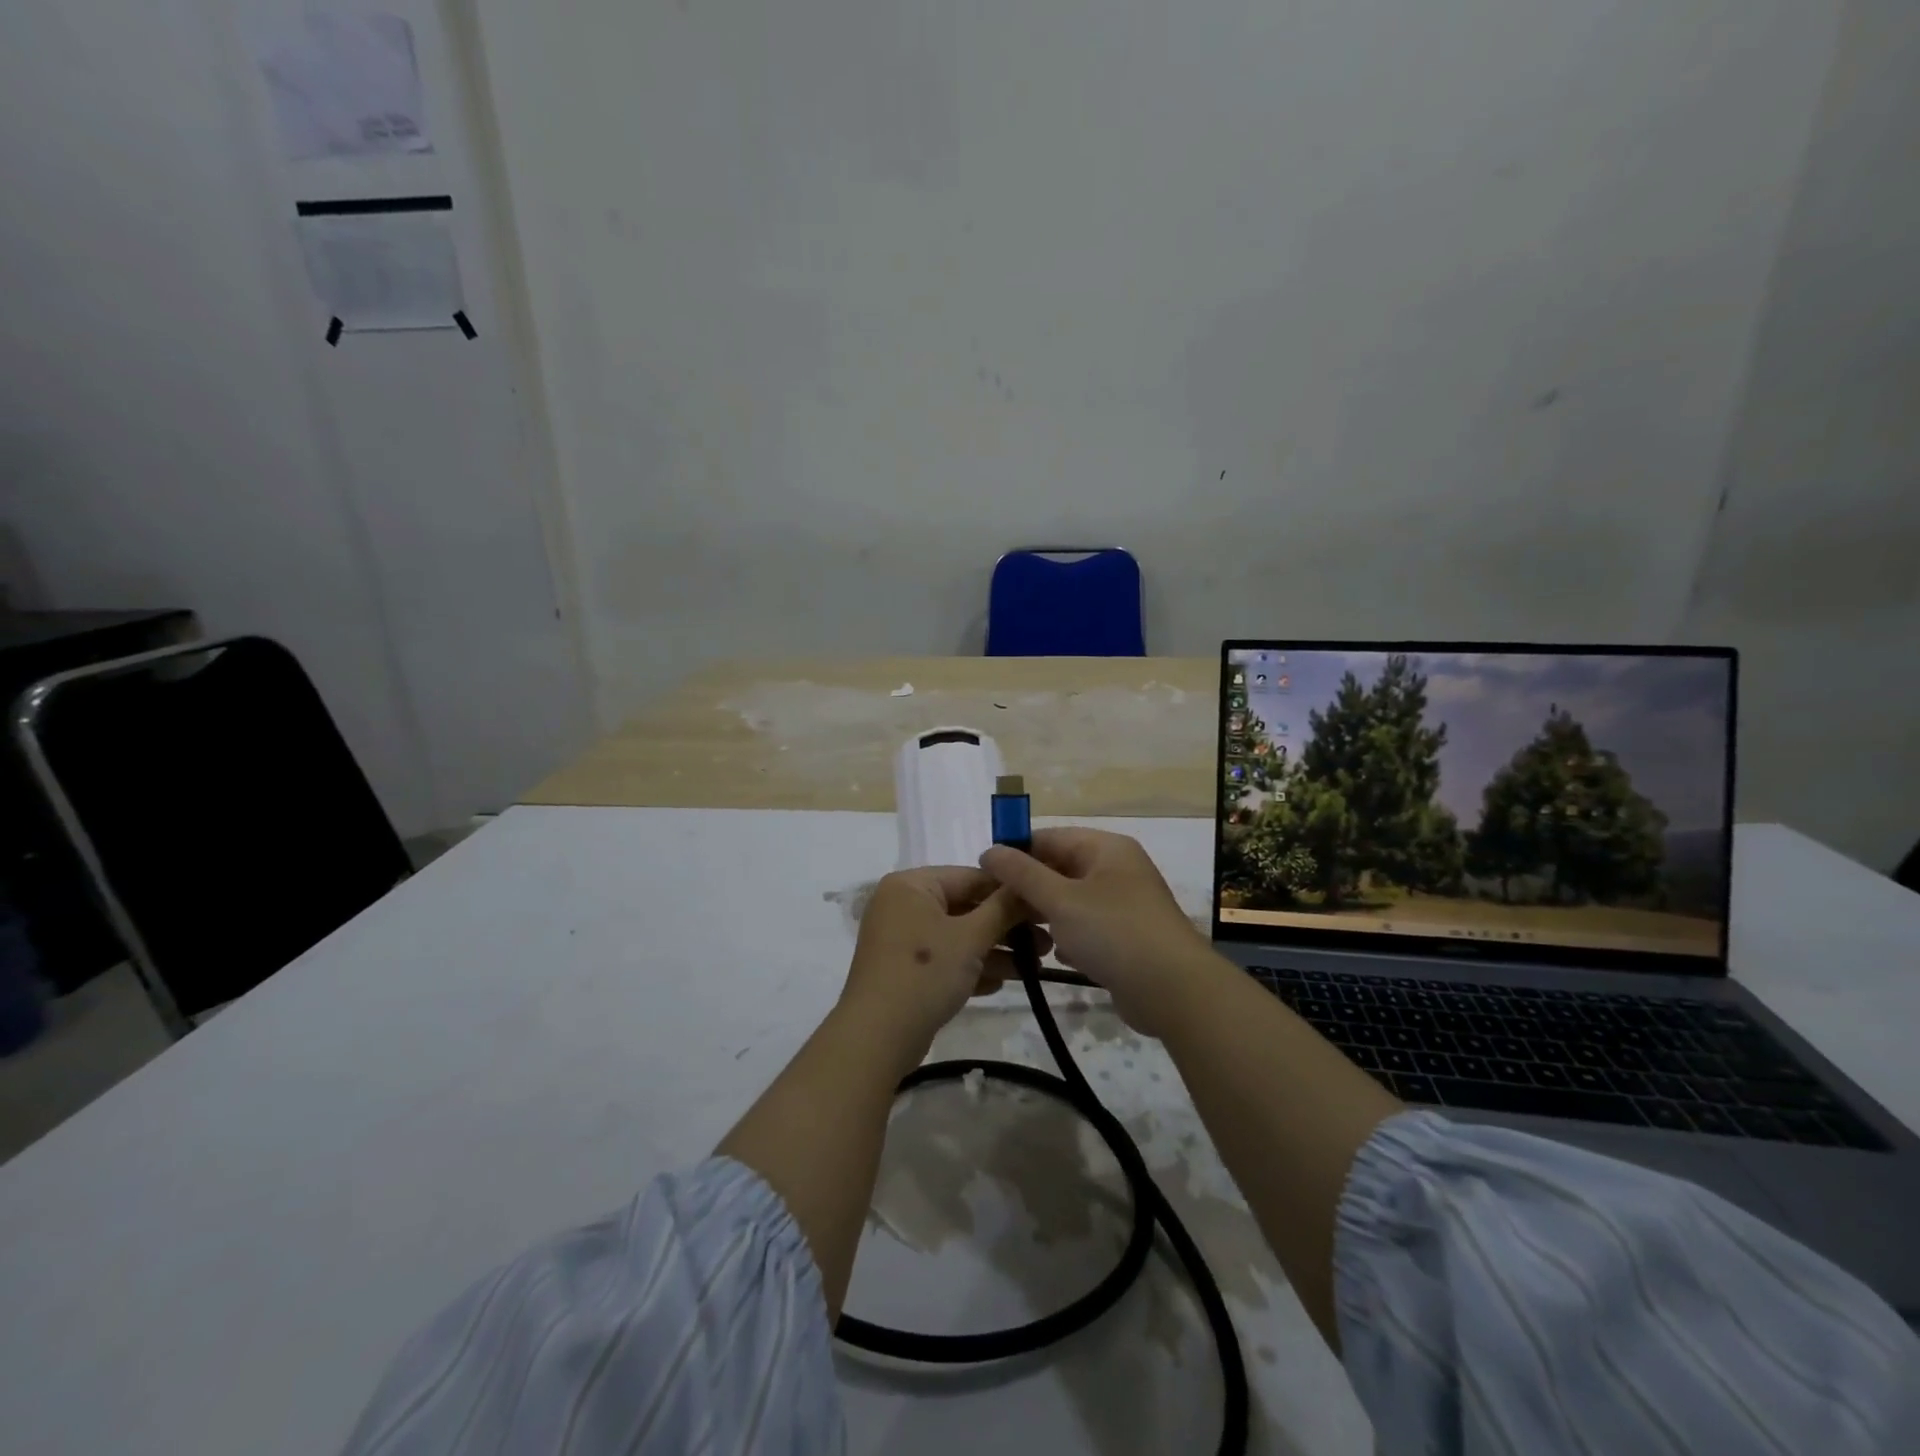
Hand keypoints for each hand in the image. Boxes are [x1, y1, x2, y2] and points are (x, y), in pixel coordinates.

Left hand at [839, 867, 1048, 1057]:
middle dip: (1006, 926)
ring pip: (958, 935)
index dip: (1011, 891)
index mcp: (912, 884)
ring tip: (1035, 966)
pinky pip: (945, 958)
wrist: (876, 1038)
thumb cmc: (924, 973)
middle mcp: (903, 904)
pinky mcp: (905, 969)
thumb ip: (1003, 908)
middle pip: (965, 906)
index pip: (971, 877)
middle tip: (1047, 942)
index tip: (1046, 907)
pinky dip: (971, 967)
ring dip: (995, 949)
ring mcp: (902, 938)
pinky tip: (1001, 983)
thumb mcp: (971, 938)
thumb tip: (1028, 884)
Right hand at [980, 829, 1211, 1035]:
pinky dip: (1067, 936)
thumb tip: (988, 850)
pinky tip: (1052, 954)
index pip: (1049, 837)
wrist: (1174, 990)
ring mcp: (1124, 904)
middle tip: (995, 910)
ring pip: (1071, 900)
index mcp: (1105, 848)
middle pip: (1060, 868)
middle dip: (1028, 888)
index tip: (984, 875)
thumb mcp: (1060, 899)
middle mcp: (1116, 869)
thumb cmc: (1114, 932)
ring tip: (1016, 934)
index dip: (1015, 852)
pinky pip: (1087, 926)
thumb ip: (1021, 874)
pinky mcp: (1126, 936)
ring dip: (1044, 915)